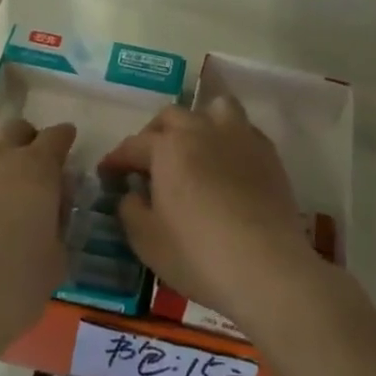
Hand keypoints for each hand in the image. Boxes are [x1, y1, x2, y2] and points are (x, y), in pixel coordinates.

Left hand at [0, 116, 75, 356]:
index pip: (56, 137)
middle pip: (16, 128)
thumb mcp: (57, 257)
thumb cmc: (16, 285)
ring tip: (2, 176)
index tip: (68, 145)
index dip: (64, 139)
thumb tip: (54, 206)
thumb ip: (59, 222)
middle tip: (36, 163)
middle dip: (29, 139)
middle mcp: (0, 160)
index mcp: (37, 170)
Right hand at [99, 97, 317, 332]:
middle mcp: (202, 130)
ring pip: (214, 109)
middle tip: (148, 162)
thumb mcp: (146, 240)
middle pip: (171, 117)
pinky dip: (228, 139)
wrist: (267, 266)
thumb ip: (130, 209)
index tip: (107, 173)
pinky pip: (243, 130)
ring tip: (194, 147)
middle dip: (154, 134)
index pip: (133, 145)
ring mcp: (239, 137)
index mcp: (167, 147)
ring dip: (198, 122)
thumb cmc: (197, 254)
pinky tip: (226, 164)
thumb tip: (131, 193)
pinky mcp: (267, 153)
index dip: (116, 159)